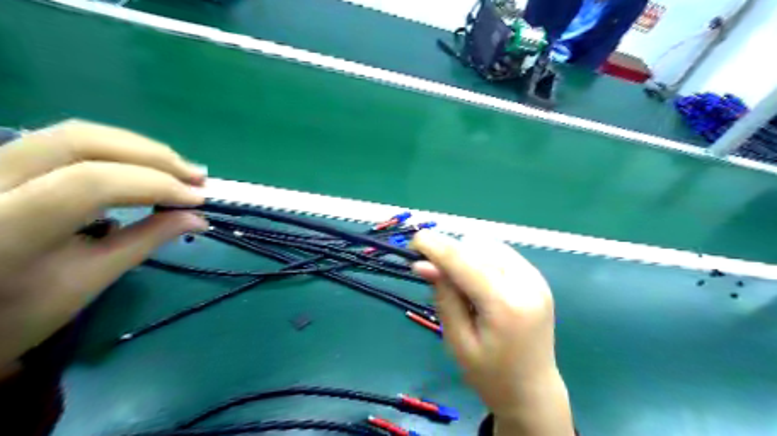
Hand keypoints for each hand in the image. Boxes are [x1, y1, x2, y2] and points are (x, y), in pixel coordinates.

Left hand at [1, 121, 206, 369]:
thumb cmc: (17, 314)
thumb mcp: (87, 281)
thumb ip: (145, 241)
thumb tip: (198, 218)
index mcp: (3, 230)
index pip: (91, 184)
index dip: (154, 185)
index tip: (197, 201)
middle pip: (81, 142)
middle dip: (152, 156)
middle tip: (197, 176)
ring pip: (74, 133)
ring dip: (139, 148)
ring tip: (180, 169)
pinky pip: (65, 141)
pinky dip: (117, 149)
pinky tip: (145, 165)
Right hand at [409, 229, 572, 433]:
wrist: (533, 392)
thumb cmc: (490, 375)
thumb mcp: (458, 341)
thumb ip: (444, 296)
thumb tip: (423, 263)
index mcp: (506, 305)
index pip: (464, 261)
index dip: (436, 247)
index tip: (413, 241)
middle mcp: (526, 283)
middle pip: (477, 247)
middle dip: (451, 253)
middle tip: (433, 273)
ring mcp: (536, 278)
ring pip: (489, 245)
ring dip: (467, 255)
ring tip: (459, 284)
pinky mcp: (538, 278)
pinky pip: (502, 253)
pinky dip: (482, 259)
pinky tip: (477, 282)